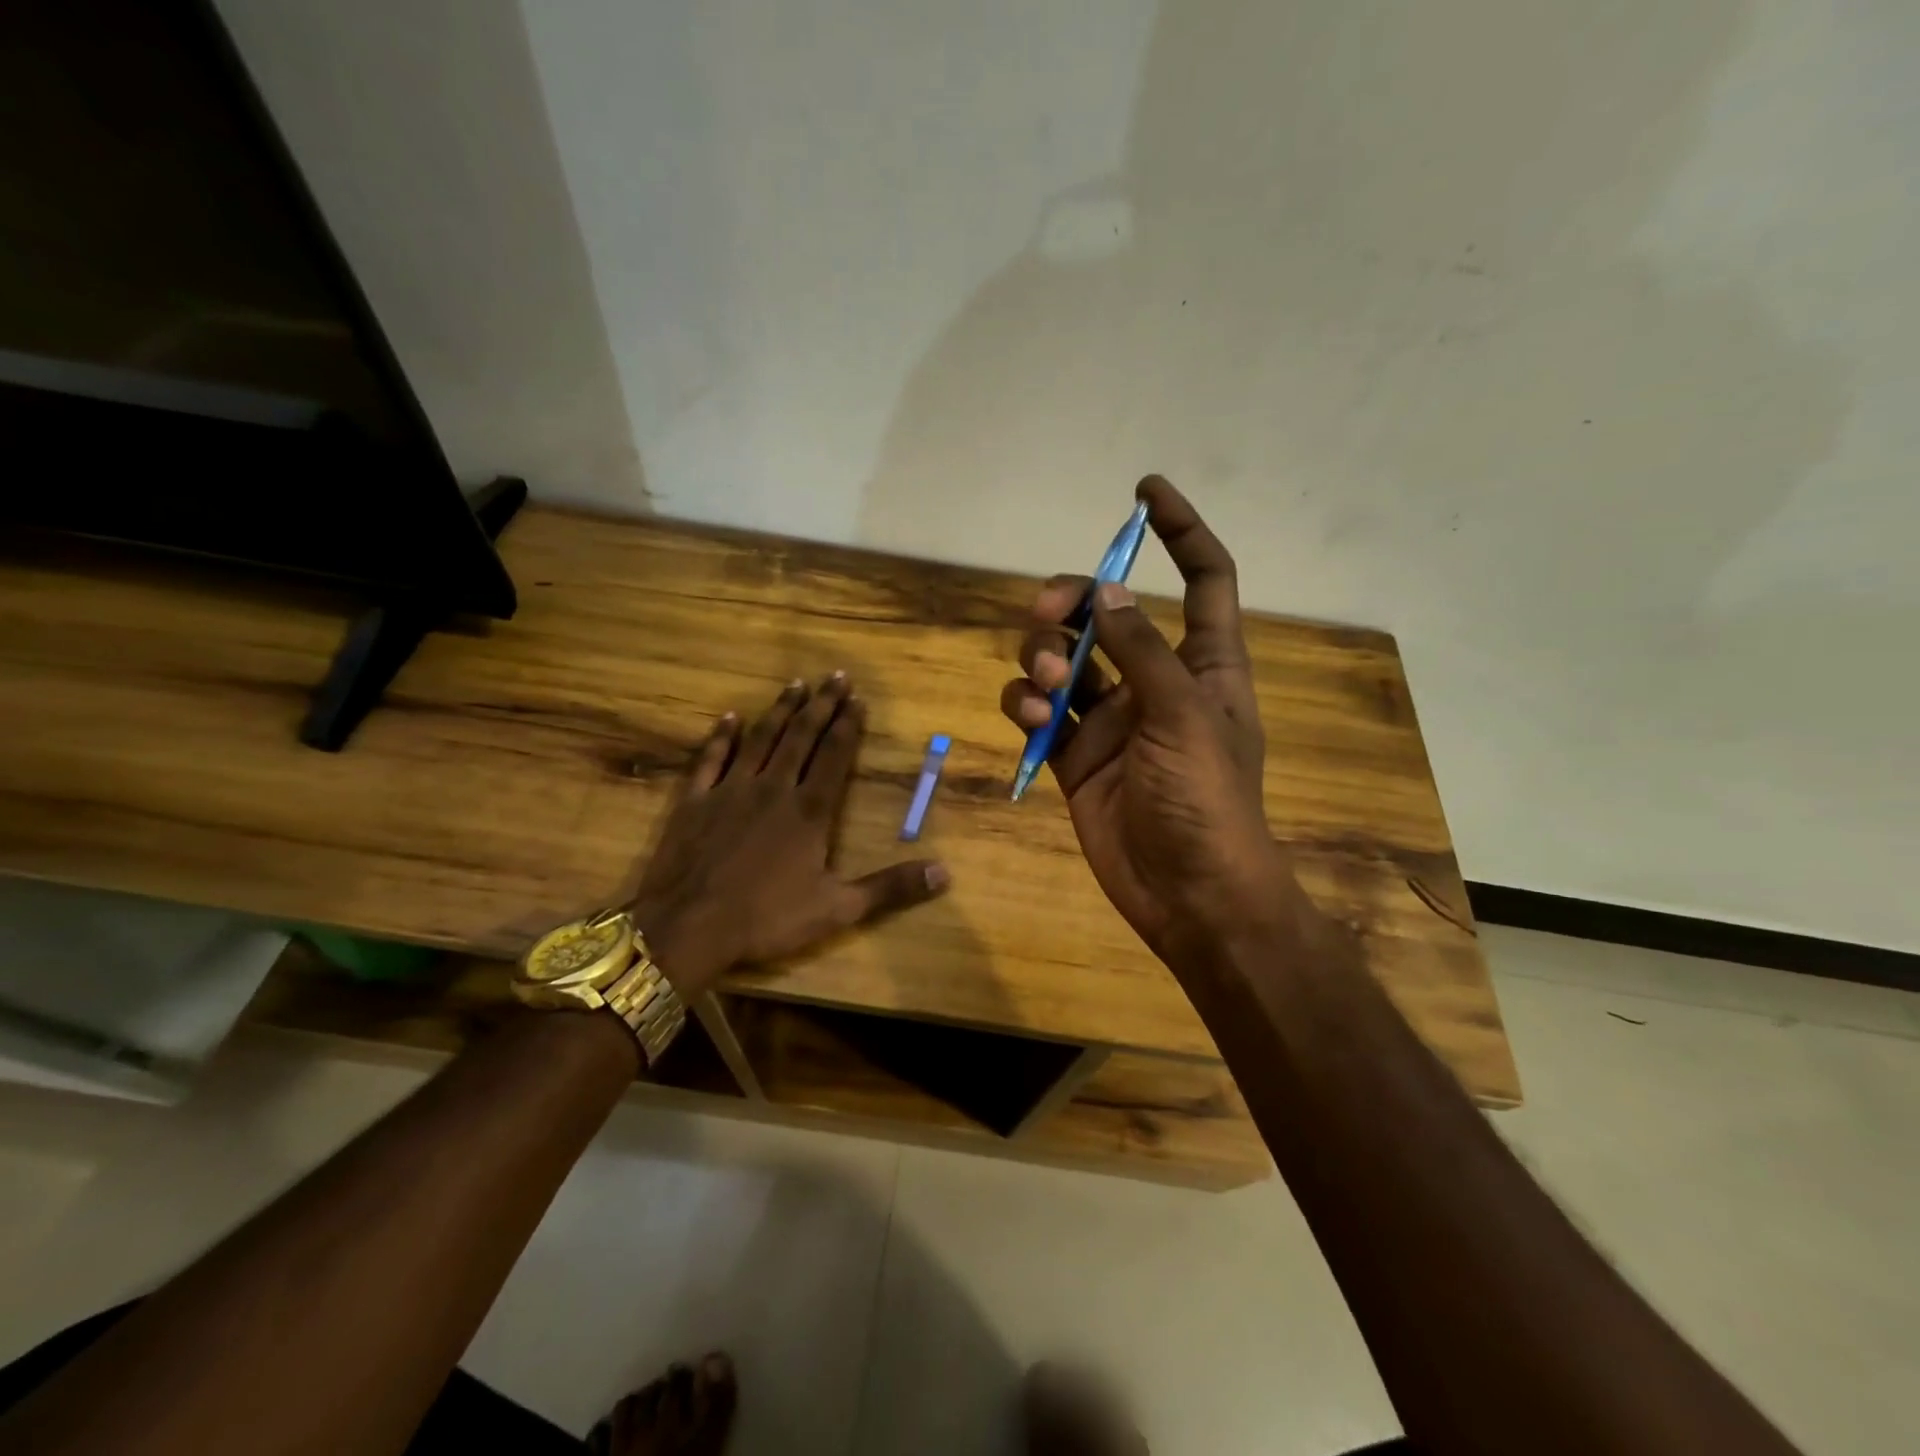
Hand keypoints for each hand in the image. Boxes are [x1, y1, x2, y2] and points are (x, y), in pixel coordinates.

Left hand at [629, 674, 949, 995]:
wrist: (689, 927)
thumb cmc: (767, 918)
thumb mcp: (838, 909)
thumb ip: (890, 888)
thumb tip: (944, 873)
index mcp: (809, 811)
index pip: (834, 756)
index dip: (848, 726)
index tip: (858, 699)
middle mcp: (773, 788)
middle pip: (801, 736)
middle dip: (821, 705)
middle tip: (835, 676)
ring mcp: (730, 790)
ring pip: (760, 739)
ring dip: (780, 710)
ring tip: (796, 684)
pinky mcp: (695, 801)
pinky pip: (710, 759)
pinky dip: (720, 736)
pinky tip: (729, 717)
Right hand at [999, 477, 1286, 961]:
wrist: (1186, 893)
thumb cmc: (1206, 802)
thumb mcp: (1183, 716)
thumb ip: (1142, 652)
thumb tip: (1110, 591)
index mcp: (1202, 664)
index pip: (1203, 578)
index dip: (1180, 531)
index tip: (1143, 491)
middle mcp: (1153, 680)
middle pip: (1106, 612)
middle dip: (1071, 603)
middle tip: (1051, 614)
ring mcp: (1109, 718)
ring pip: (1061, 660)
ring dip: (1043, 661)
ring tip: (1046, 693)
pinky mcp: (1072, 753)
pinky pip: (1036, 711)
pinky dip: (1024, 707)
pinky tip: (1029, 724)